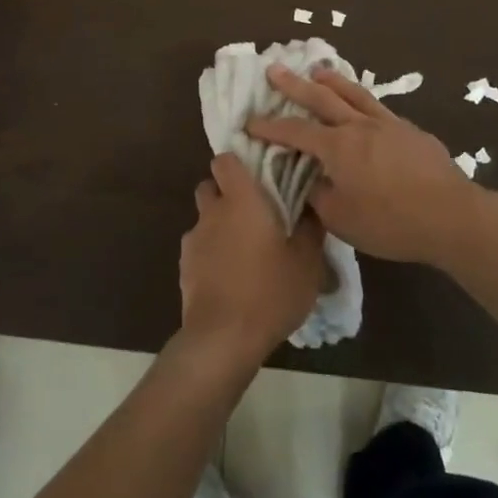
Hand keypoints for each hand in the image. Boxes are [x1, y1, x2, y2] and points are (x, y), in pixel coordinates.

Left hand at [178, 153, 326, 367]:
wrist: (224, 338)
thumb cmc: (271, 290)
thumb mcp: (307, 261)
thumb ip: (311, 227)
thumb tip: (312, 205)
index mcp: (241, 199)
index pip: (225, 160)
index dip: (237, 162)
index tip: (257, 173)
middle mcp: (212, 211)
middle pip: (210, 186)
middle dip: (226, 193)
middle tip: (254, 214)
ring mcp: (194, 239)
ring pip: (204, 219)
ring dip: (219, 226)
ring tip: (244, 251)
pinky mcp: (184, 267)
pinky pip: (199, 248)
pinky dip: (211, 254)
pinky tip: (230, 277)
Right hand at [248, 66, 489, 267]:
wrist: (451, 215)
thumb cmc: (391, 222)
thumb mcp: (343, 219)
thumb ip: (320, 197)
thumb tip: (312, 181)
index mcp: (337, 148)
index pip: (295, 132)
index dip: (270, 127)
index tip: (250, 121)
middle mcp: (358, 126)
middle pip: (321, 98)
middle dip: (294, 85)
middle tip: (274, 69)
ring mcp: (387, 124)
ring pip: (353, 94)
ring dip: (332, 80)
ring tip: (318, 69)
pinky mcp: (410, 131)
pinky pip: (378, 107)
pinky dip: (362, 100)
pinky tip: (363, 105)